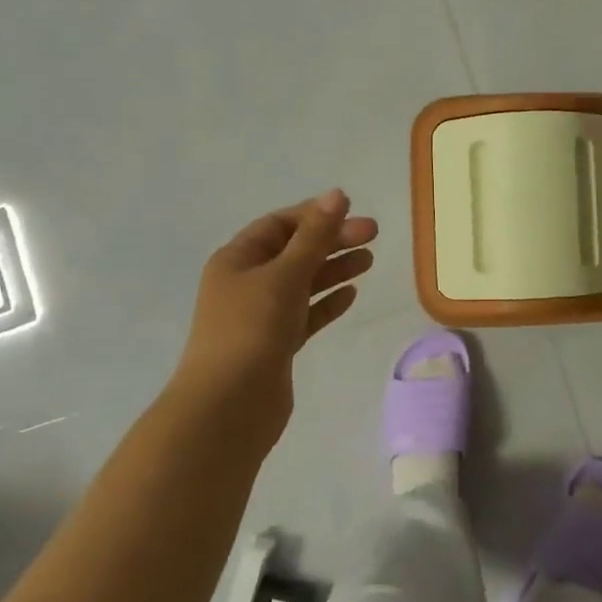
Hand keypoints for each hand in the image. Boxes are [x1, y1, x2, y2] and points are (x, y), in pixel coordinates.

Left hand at [172, 189, 377, 451]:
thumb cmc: (251, 330)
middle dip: (332, 241)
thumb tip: (337, 195)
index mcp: (237, 260)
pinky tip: (351, 295)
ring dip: (334, 269)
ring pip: (303, 283)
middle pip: (294, 252)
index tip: (351, 211)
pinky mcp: (276, 345)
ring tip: (369, 260)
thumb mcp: (284, 275)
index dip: (314, 215)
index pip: (278, 225)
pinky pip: (305, 315)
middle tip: (373, 235)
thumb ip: (314, 236)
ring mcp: (260, 316)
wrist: (228, 407)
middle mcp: (246, 284)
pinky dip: (326, 303)